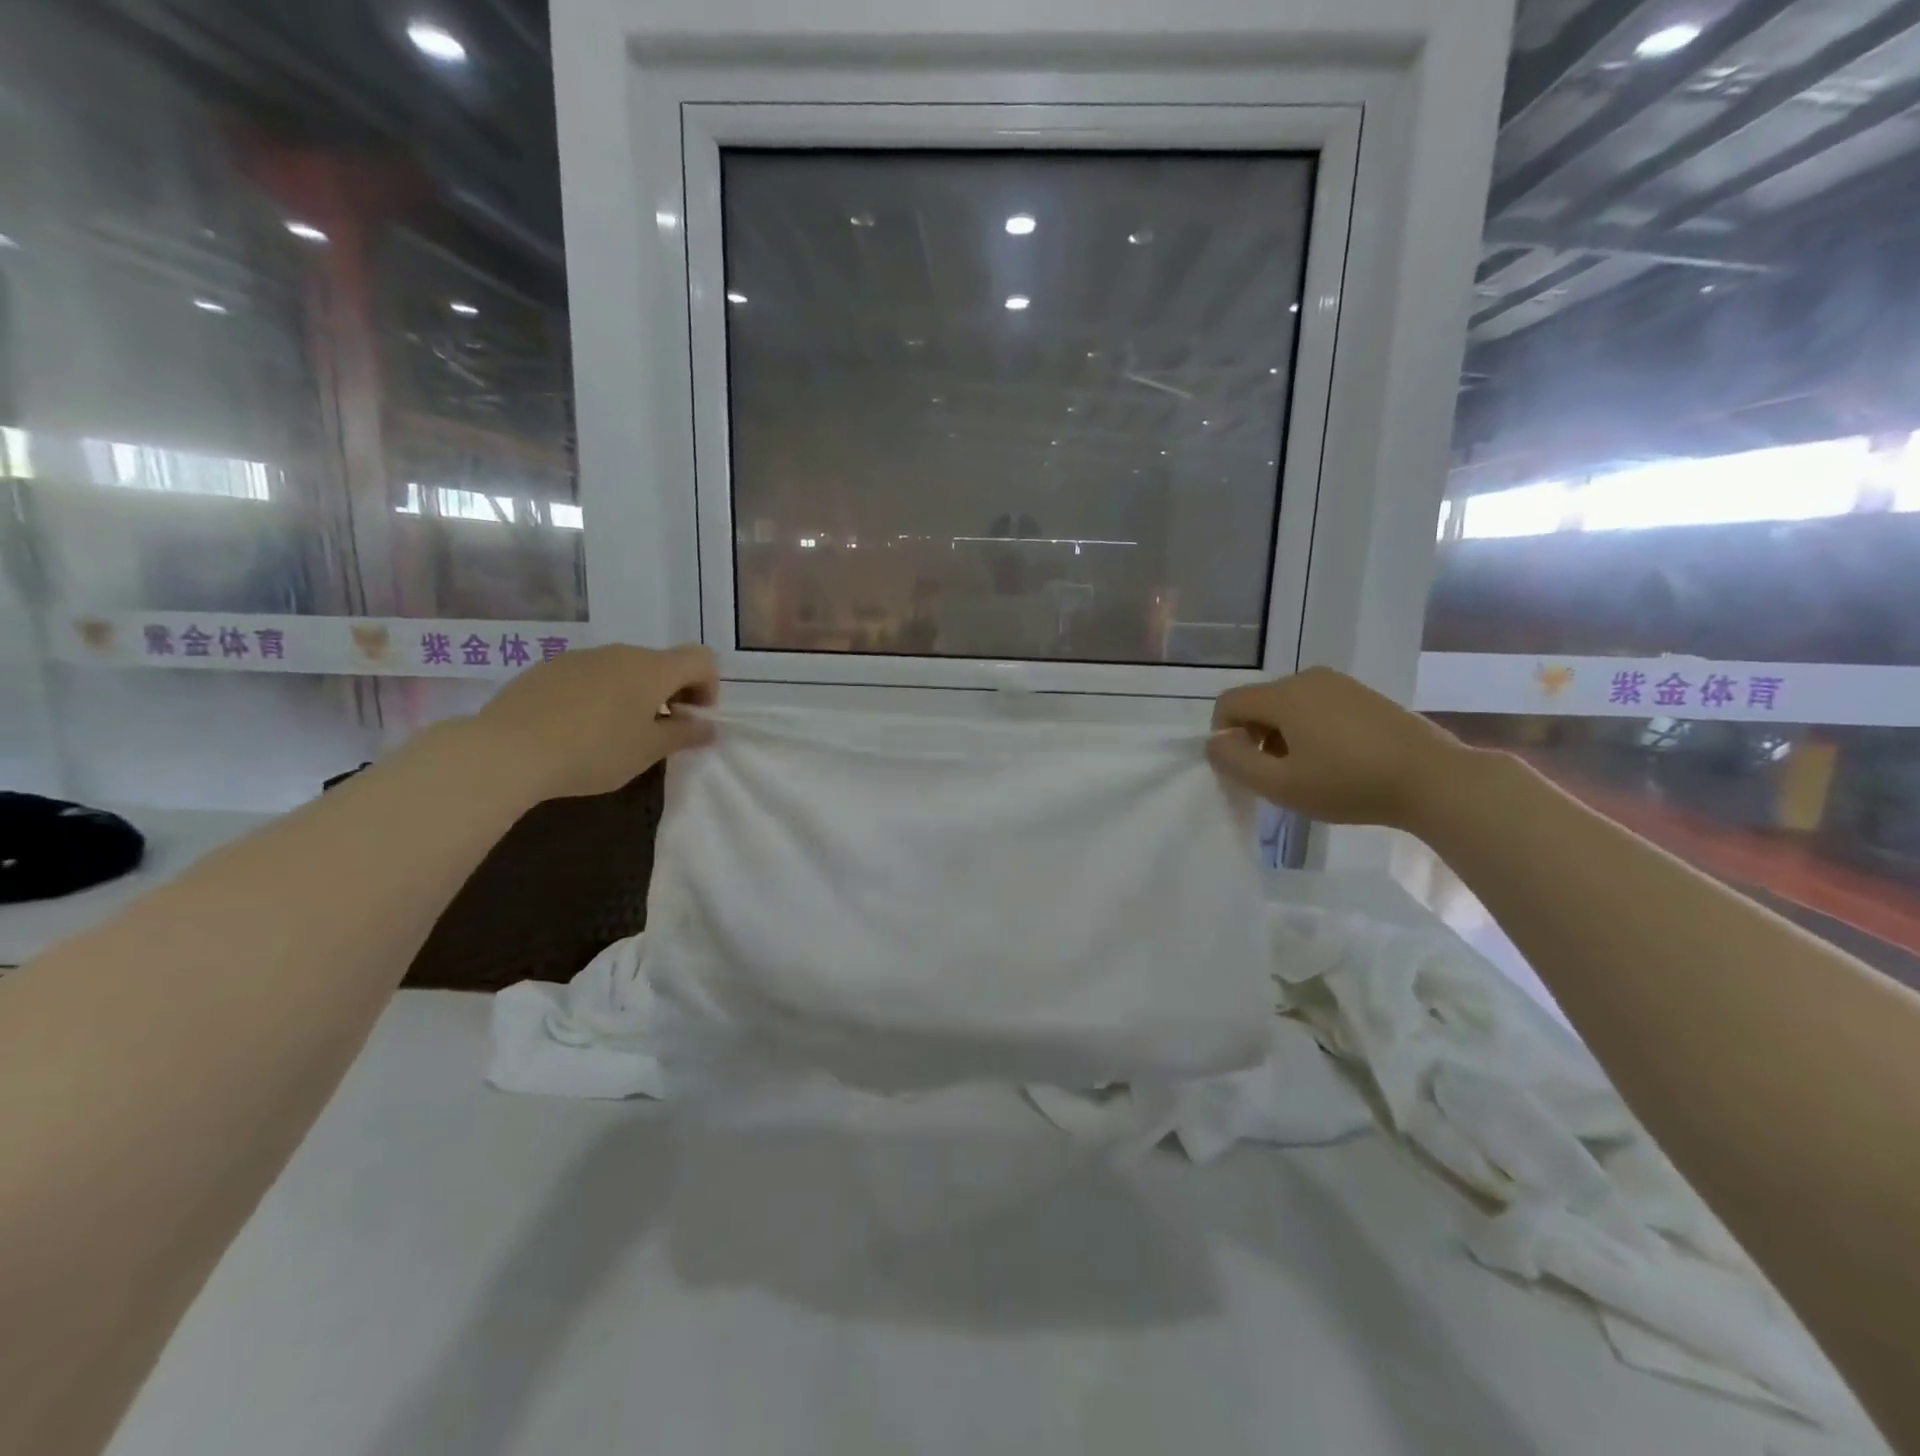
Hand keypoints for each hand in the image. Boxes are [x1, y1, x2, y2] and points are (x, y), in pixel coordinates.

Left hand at [473, 643, 717, 798]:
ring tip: (616, 732)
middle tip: (660, 731)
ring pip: (623, 669)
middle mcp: (620, 653)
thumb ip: (684, 735)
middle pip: (661, 663)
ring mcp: (580, 657)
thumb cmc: (594, 751)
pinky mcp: (547, 669)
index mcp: (652, 669)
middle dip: (672, 693)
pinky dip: (600, 695)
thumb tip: (709, 727)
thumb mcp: (648, 751)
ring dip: (634, 694)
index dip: (708, 686)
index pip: (700, 659)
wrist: (507, 750)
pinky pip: (589, 676)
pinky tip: (579, 728)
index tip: (694, 718)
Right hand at [1207, 667, 1470, 829]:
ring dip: (1282, 735)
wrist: (1434, 780)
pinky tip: (1335, 759)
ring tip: (1308, 770)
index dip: (1223, 735)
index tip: (1244, 768)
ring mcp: (1339, 683)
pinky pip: (1316, 706)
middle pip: (1258, 702)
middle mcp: (1308, 678)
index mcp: (1284, 695)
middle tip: (1277, 775)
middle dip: (1255, 736)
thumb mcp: (1282, 784)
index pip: (1229, 703)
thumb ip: (1236, 762)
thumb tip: (1214, 742)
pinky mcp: (1363, 694)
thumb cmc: (1350, 784)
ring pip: (1288, 705)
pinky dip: (1310, 729)